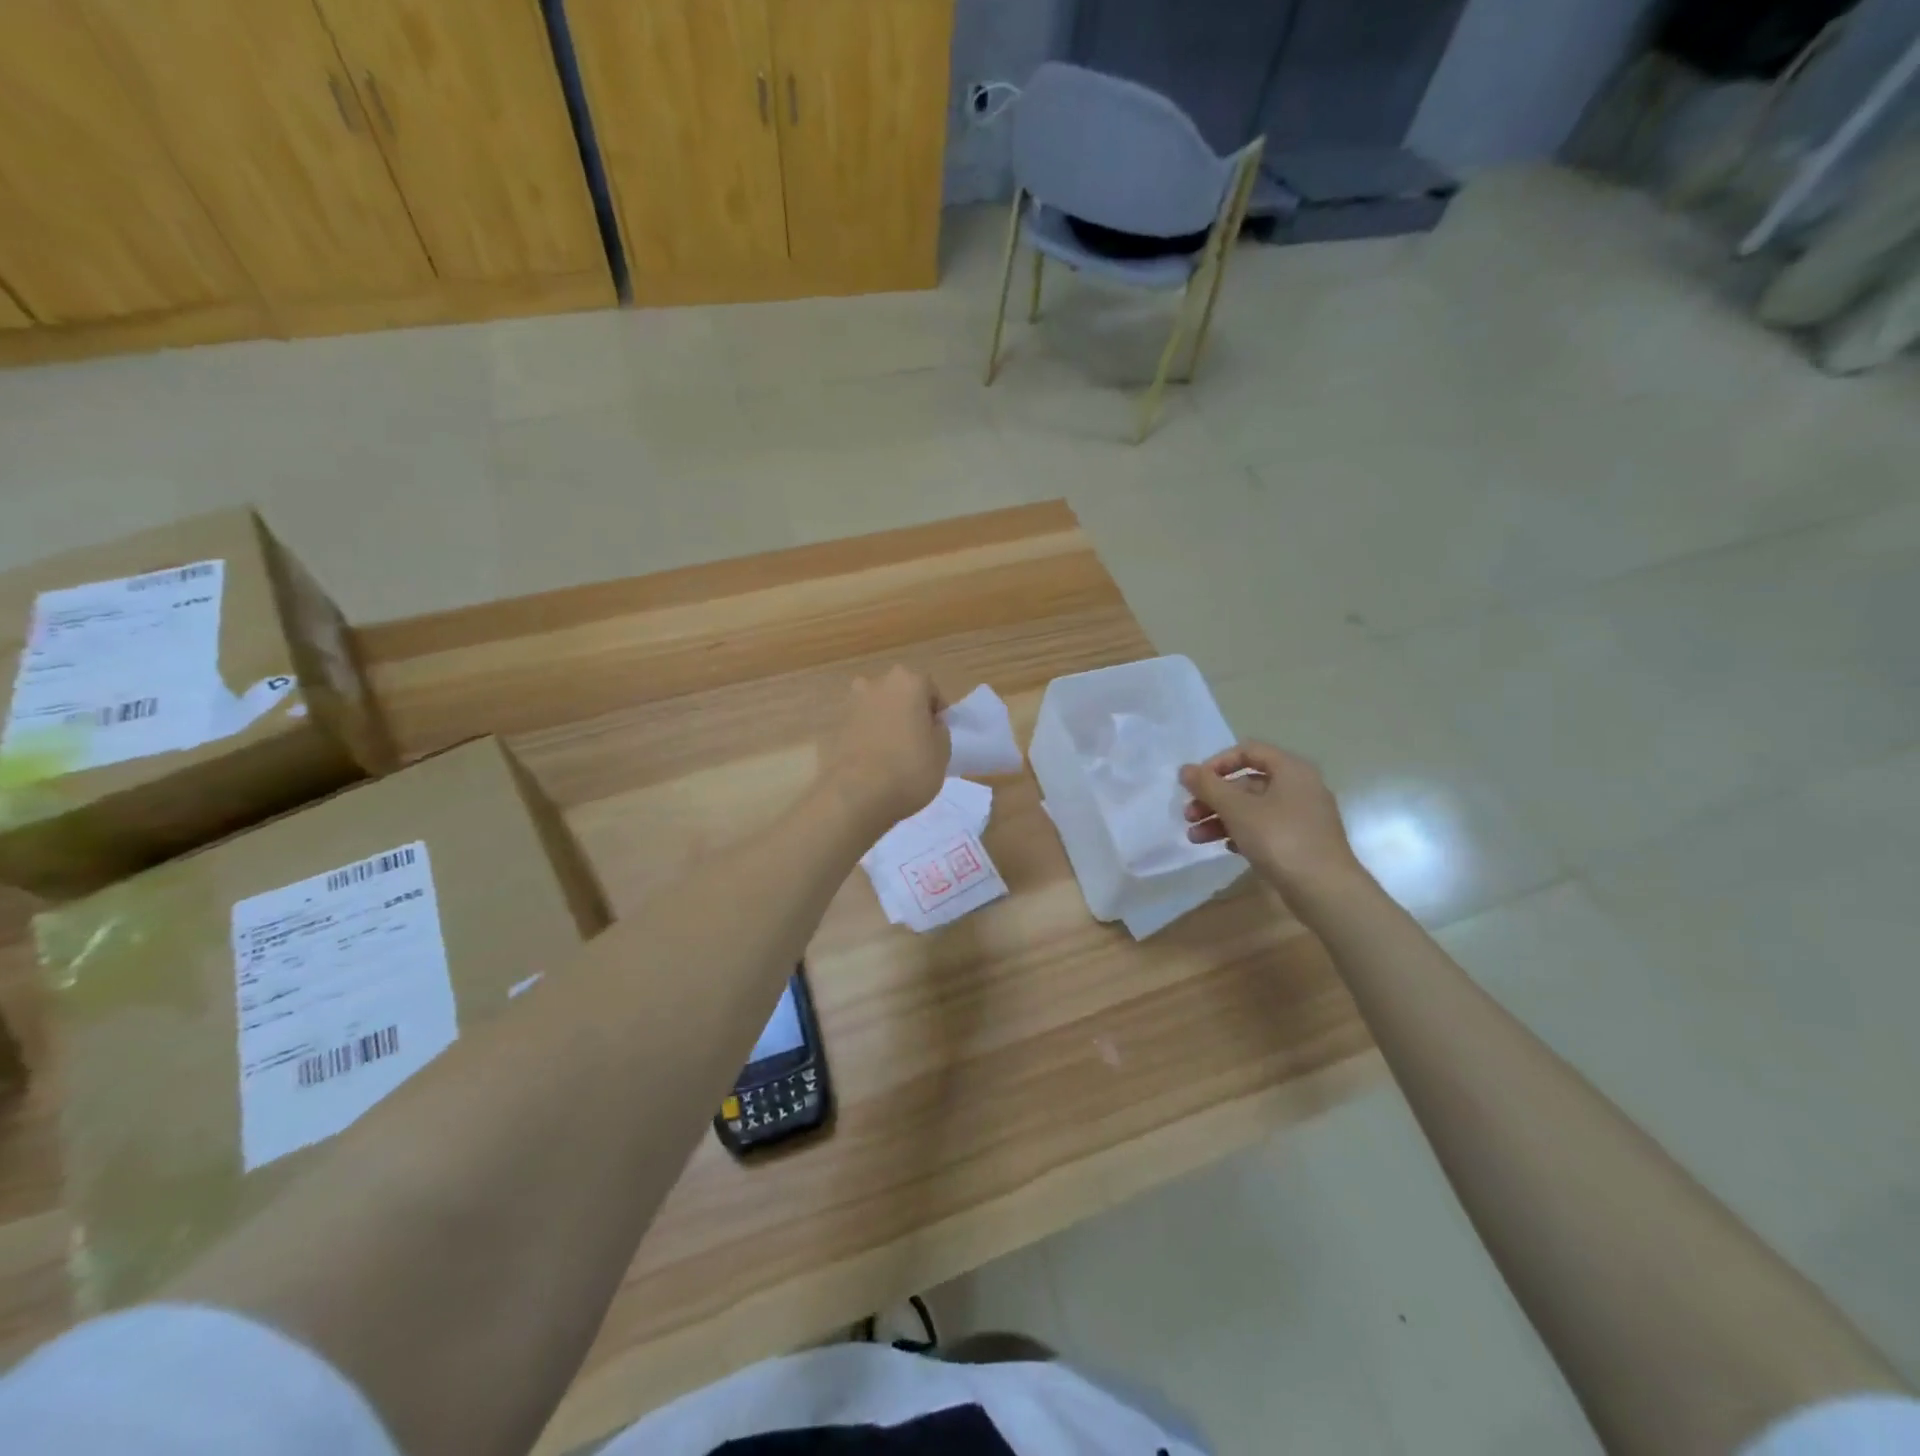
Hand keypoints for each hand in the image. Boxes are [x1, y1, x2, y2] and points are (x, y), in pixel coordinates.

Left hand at [821, 667, 948, 835]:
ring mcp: (852, 704)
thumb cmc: (909, 768)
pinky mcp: (836, 727)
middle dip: (910, 712)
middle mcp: (876, 684)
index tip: (938, 735)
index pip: (930, 690)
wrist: (857, 795)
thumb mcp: (943, 751)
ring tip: (895, 753)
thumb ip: (939, 730)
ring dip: (887, 723)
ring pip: (879, 709)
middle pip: (901, 694)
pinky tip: (876, 761)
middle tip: (918, 741)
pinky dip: (870, 737)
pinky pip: (861, 727)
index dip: (937, 713)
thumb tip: (929, 725)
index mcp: (907, 681)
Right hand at [1181, 743, 1362, 894]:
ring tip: (1195, 838)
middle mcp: (1299, 787)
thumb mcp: (1237, 809)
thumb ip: (1208, 786)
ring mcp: (1302, 817)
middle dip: (1213, 798)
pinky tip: (1225, 847)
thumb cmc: (1280, 839)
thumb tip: (1184, 769)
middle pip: (1247, 783)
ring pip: (1253, 808)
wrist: (1324, 890)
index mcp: (1291, 770)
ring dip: (1220, 818)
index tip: (1195, 783)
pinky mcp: (1300, 842)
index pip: (1248, 751)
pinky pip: (1264, 828)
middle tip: (1189, 815)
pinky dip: (1241, 833)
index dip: (1217, 763)